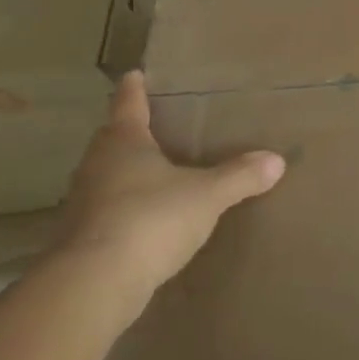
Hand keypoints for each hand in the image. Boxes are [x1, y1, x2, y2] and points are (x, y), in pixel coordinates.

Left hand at [58, 71, 283, 302]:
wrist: (93, 285)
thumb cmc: (150, 219)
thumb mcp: (207, 195)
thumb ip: (240, 176)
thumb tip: (276, 160)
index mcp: (124, 142)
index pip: (128, 104)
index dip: (134, 88)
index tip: (135, 74)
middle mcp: (97, 166)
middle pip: (113, 140)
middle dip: (131, 132)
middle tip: (156, 126)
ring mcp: (84, 203)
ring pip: (107, 176)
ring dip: (127, 173)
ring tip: (157, 173)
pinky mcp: (82, 239)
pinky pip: (108, 212)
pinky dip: (126, 209)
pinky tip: (147, 220)